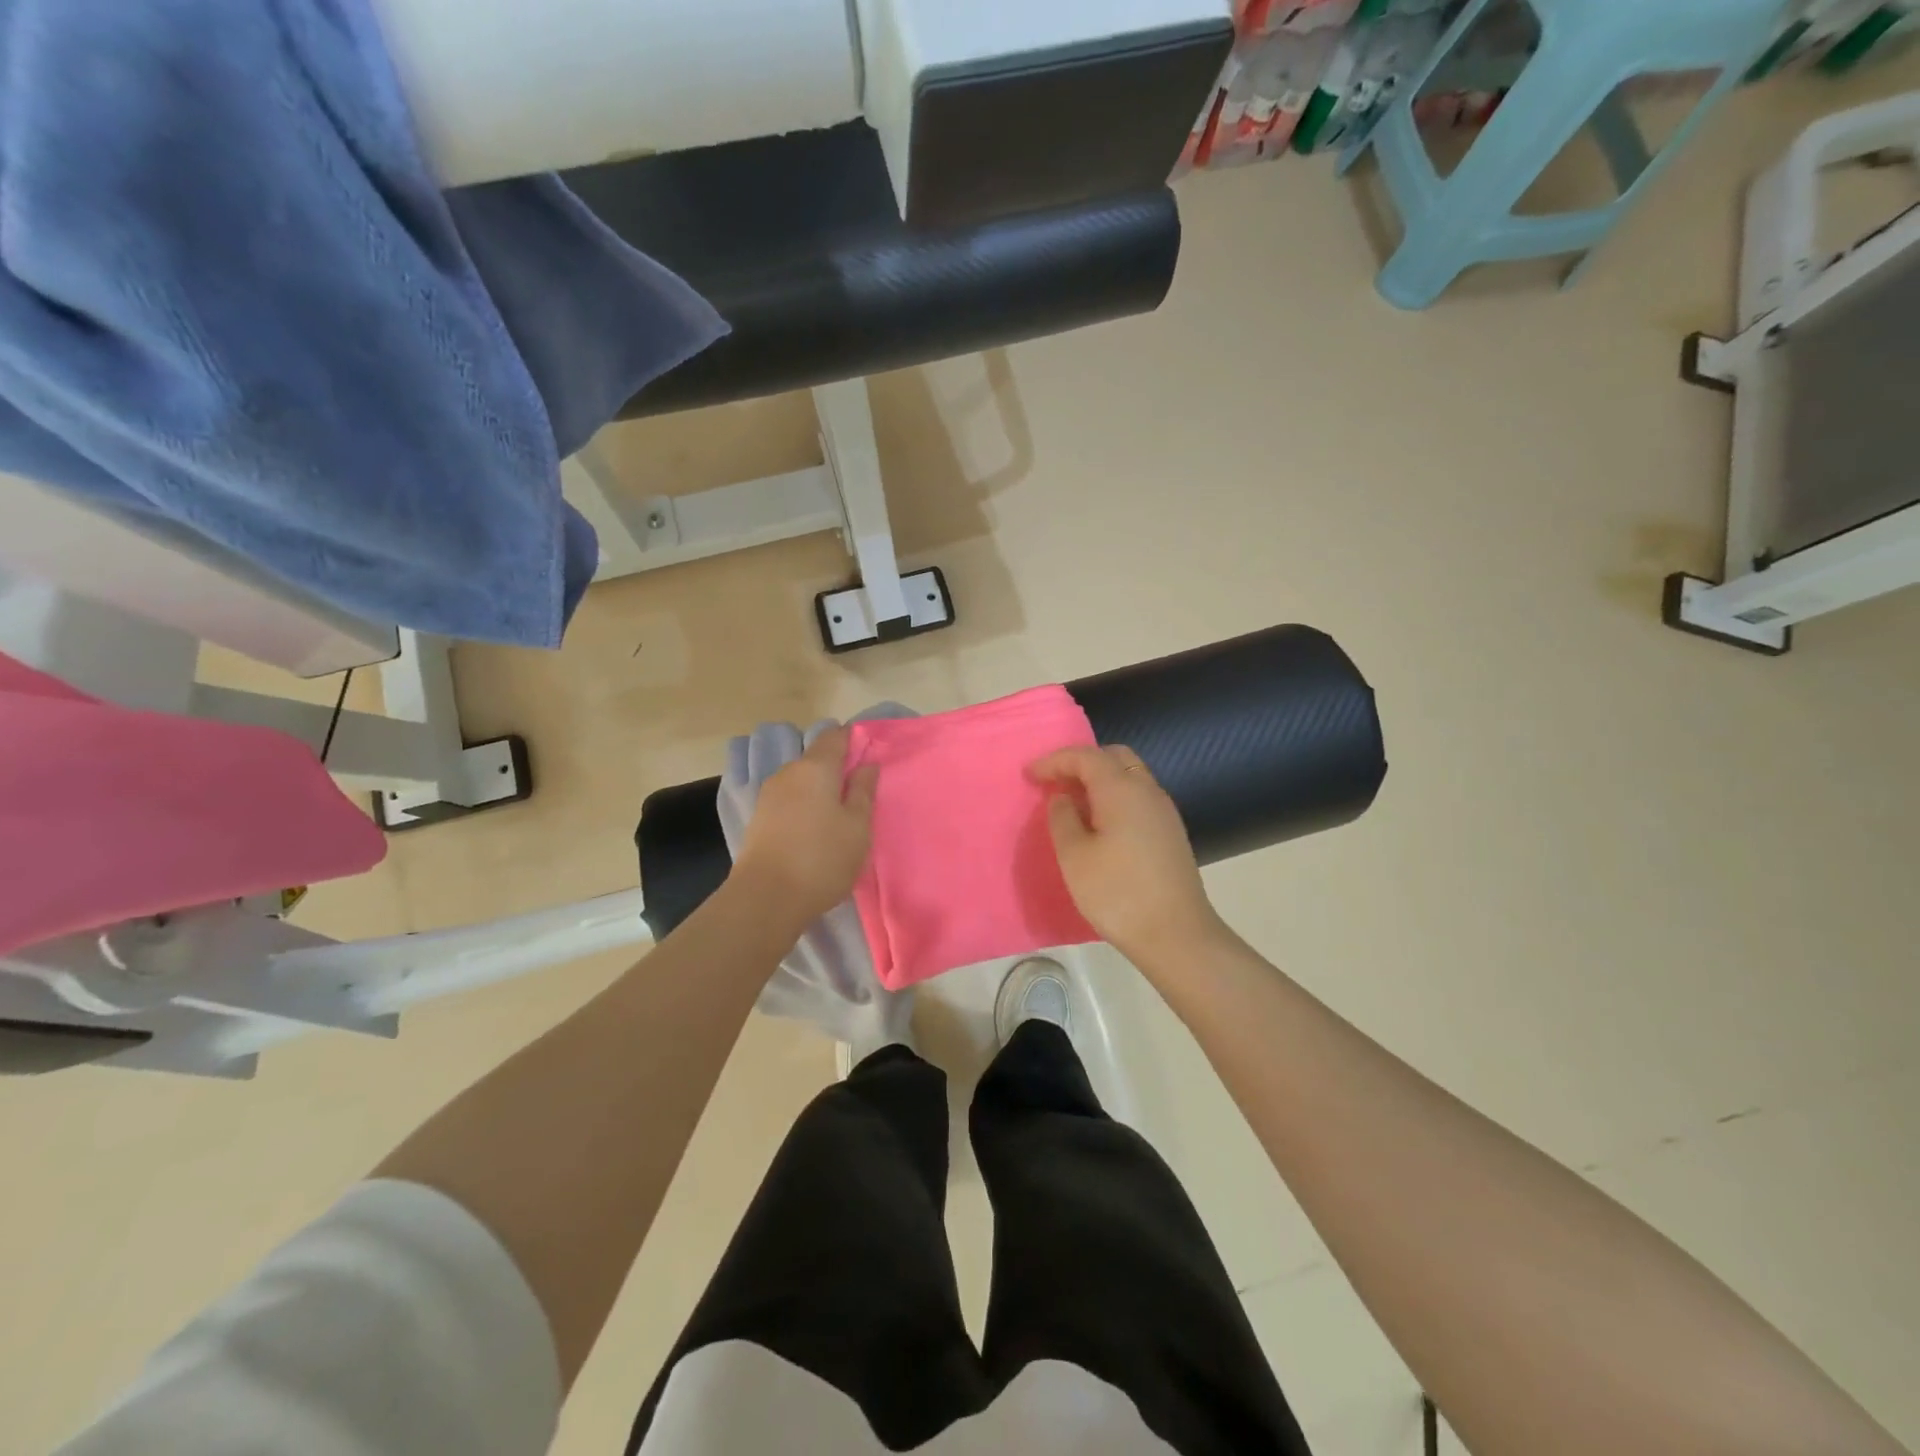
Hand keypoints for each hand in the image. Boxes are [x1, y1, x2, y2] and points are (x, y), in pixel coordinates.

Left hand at [732, 727, 877, 930]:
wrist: (766, 898)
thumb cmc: (822, 858)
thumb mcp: (857, 826)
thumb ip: (863, 790)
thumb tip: (867, 764)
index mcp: (815, 767)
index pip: (835, 736)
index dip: (854, 740)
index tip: (871, 755)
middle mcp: (788, 772)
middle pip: (816, 757)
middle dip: (838, 767)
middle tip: (860, 790)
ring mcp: (769, 795)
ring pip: (802, 780)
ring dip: (821, 788)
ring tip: (840, 813)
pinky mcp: (760, 818)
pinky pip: (790, 799)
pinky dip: (806, 804)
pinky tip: (816, 827)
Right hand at [1030, 744, 1227, 970]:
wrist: (1176, 935)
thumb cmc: (1117, 893)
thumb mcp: (1074, 856)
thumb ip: (1062, 818)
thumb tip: (1063, 798)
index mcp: (1121, 789)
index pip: (1085, 756)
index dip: (1055, 760)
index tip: (1029, 775)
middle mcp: (1147, 791)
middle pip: (1114, 757)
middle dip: (1081, 762)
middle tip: (1055, 782)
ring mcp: (1164, 811)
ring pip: (1130, 776)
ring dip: (1100, 780)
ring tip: (1073, 802)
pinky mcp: (1170, 832)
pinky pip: (1138, 797)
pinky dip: (1115, 797)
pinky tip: (1099, 824)